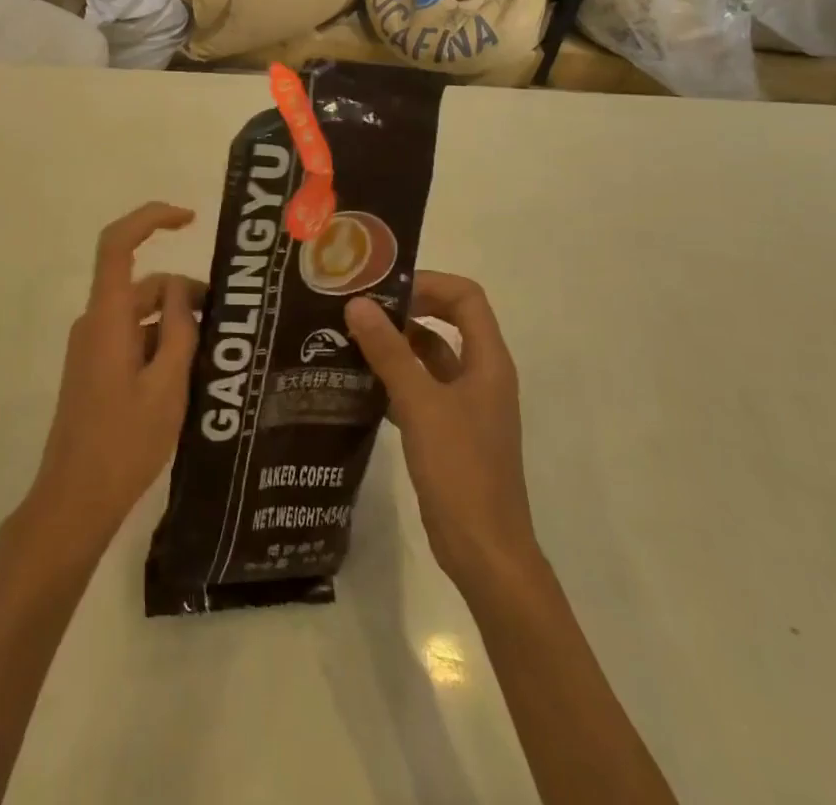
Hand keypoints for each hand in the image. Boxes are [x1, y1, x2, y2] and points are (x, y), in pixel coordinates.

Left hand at [22, 202, 202, 554]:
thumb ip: (180, 330)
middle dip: (186, 294)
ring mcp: (92, 346)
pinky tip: (190, 377)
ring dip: (176, 325)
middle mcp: (95, 322)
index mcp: (107, 317)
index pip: (118, 244)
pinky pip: (133, 338)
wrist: (74, 499)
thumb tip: (186, 290)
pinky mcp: (95, 368)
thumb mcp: (168, 385)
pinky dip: (161, 344)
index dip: (151, 218)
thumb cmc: (124, 443)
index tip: (191, 219)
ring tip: (215, 360)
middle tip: (227, 326)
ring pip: (141, 314)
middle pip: (144, 285)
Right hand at [346, 272, 537, 586]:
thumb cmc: (461, 470)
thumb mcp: (420, 404)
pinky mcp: (448, 430)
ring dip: (394, 343)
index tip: (384, 287)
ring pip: (429, 355)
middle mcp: (480, 375)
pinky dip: (392, 377)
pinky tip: (357, 381)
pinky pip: (419, 387)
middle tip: (358, 307)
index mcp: (488, 361)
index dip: (428, 283)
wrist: (484, 552)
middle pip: (447, 321)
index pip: (466, 298)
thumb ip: (389, 351)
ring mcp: (465, 405)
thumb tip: (358, 303)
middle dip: (405, 309)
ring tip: (347, 337)